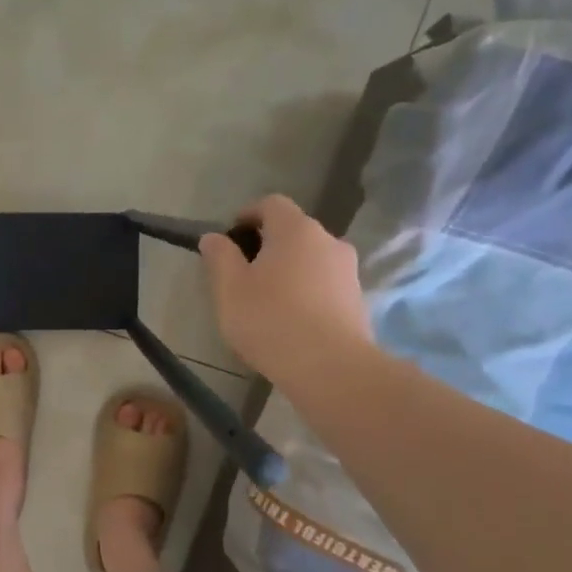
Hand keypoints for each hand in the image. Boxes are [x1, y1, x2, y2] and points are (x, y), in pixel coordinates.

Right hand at [198, 195, 372, 382]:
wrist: (330, 368)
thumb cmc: (270, 320)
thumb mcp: (229, 289)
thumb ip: (220, 257)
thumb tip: (213, 237)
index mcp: (295, 230)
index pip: (271, 204)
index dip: (248, 215)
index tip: (230, 238)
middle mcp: (328, 240)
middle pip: (293, 231)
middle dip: (267, 245)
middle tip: (242, 274)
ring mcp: (348, 271)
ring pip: (311, 259)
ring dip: (289, 270)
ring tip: (266, 301)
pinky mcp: (358, 300)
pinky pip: (325, 284)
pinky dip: (306, 292)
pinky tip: (290, 320)